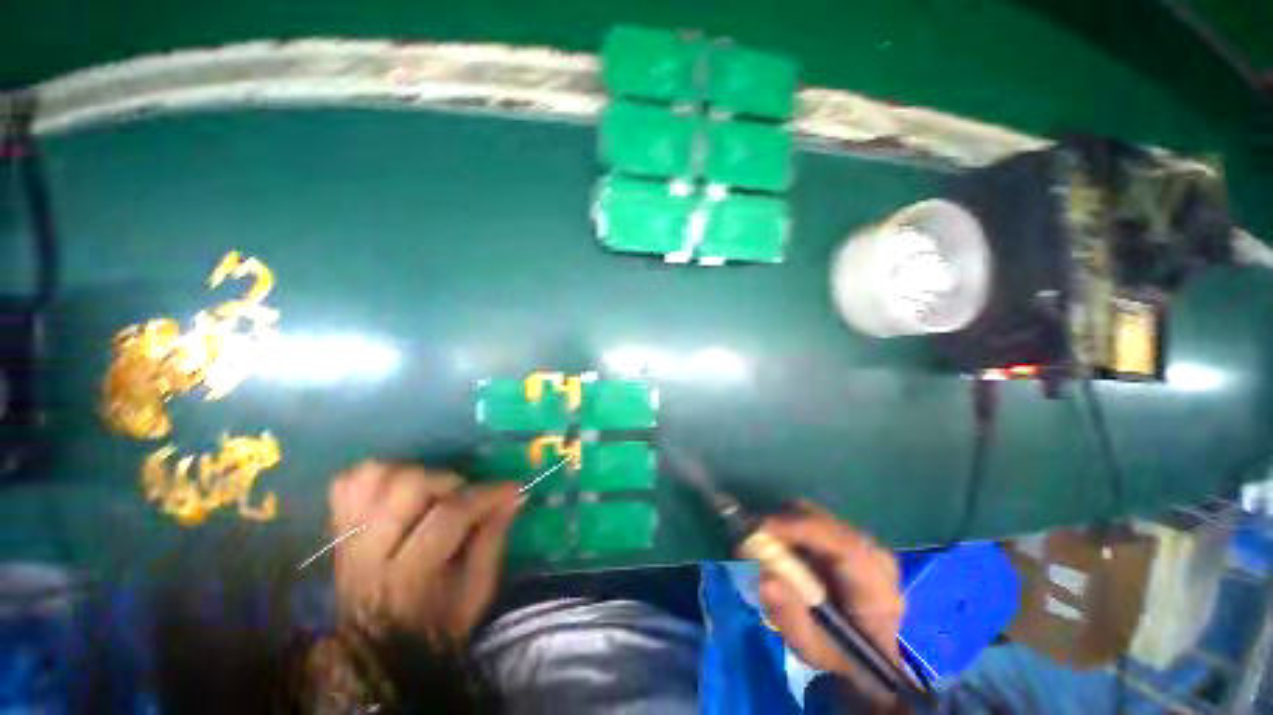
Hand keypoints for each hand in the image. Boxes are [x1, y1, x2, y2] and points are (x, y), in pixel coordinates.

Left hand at [327, 461, 521, 644]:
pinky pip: (347, 484)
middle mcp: (371, 552)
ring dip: (413, 474)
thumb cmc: (437, 627)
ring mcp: (349, 538)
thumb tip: (515, 496)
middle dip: (449, 481)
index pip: (449, 515)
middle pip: (407, 486)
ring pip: (374, 476)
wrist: (378, 654)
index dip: (487, 494)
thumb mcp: (477, 593)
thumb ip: (494, 540)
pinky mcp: (338, 530)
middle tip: (465, 494)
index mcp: (410, 576)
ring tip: (433, 492)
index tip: (512, 488)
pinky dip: (378, 477)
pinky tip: (399, 490)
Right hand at [756, 501, 904, 699]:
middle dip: (781, 523)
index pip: (843, 545)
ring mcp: (861, 540)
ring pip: (812, 514)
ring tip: (763, 548)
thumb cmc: (841, 655)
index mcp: (875, 589)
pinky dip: (789, 527)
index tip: (760, 528)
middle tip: (751, 541)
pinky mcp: (847, 535)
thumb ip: (789, 616)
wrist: (870, 653)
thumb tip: (763, 578)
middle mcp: (873, 554)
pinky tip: (780, 549)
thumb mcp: (812, 650)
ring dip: (783, 525)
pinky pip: (810, 519)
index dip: (799, 528)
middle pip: (821, 519)